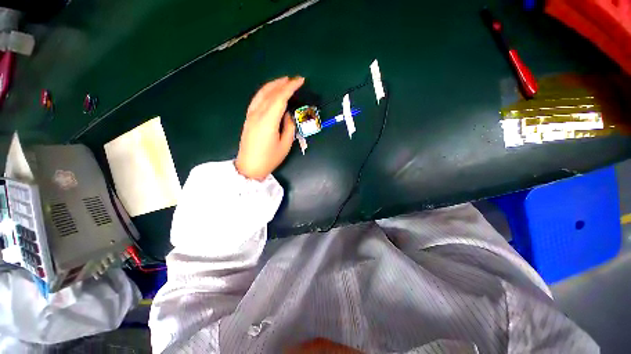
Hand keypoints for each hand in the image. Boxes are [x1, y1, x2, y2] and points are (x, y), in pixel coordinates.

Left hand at [235, 76, 304, 179]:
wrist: (249, 167)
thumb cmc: (269, 158)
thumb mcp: (285, 145)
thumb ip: (288, 127)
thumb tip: (287, 115)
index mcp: (268, 121)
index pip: (280, 98)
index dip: (291, 87)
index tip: (300, 81)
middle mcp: (258, 113)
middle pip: (270, 92)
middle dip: (283, 83)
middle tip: (294, 79)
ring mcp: (251, 115)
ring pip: (262, 94)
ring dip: (273, 85)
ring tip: (284, 81)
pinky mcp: (248, 118)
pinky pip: (257, 99)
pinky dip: (265, 92)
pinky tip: (271, 92)